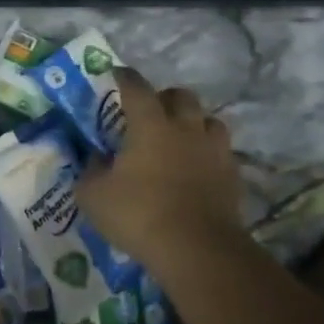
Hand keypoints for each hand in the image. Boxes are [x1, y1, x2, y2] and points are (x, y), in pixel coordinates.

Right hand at [77, 67, 246, 267]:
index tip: (117, 74)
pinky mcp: (232, 178)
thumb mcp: (93, 195)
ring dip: (194, 123)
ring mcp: (214, 152)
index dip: (125, 78)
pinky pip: (222, 153)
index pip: (137, 88)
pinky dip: (208, 154)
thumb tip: (98, 159)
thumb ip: (91, 171)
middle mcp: (185, 129)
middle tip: (151, 110)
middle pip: (182, 97)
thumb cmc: (138, 214)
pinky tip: (197, 168)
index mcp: (150, 125)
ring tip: (180, 137)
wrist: (197, 250)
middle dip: (165, 97)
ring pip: (210, 121)